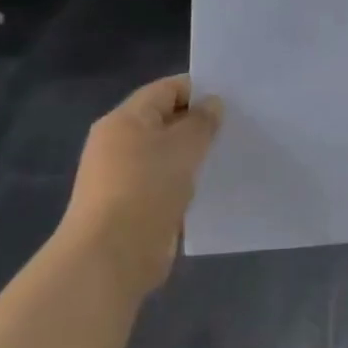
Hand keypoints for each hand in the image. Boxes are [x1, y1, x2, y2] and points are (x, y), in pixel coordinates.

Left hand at [59, 75, 221, 297]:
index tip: (233, 99)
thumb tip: (212, 105)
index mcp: (125, 119)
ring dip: (194, 156)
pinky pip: (164, 184)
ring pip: (166, 155)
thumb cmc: (146, 188)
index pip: (167, 89)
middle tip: (237, 127)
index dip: (199, 90)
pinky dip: (185, 183)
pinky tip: (211, 187)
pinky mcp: (131, 207)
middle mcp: (118, 143)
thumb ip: (202, 121)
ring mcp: (122, 177)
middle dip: (199, 124)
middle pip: (166, 121)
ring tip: (229, 155)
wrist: (110, 258)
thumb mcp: (184, 146)